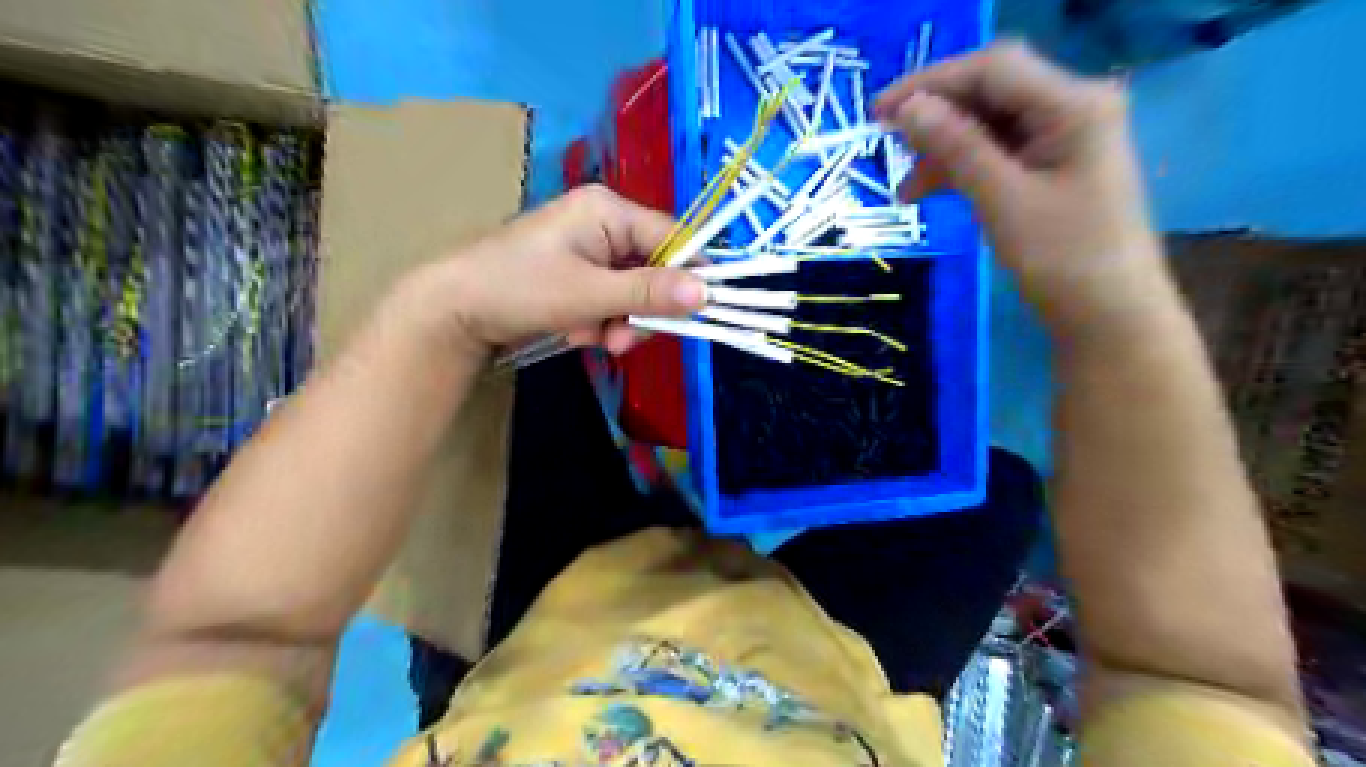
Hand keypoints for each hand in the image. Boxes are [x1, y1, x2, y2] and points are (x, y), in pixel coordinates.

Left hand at [402, 183, 703, 358]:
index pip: (672, 237)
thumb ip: (648, 292)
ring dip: (620, 321)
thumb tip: (707, 293)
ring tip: (594, 338)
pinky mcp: (579, 275)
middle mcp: (604, 223)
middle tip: (623, 338)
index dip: (689, 275)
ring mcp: (591, 251)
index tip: (698, 313)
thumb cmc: (519, 288)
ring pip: (634, 291)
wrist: (455, 310)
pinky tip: (578, 332)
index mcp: (608, 209)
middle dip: (642, 309)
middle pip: (655, 268)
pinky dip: (601, 322)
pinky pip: (611, 300)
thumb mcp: (589, 293)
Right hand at [880, 43, 1166, 328]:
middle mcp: (1072, 108)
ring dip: (943, 149)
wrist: (1109, 317)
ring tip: (905, 189)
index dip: (931, 82)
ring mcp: (1062, 139)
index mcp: (1073, 105)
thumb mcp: (1002, 201)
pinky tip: (931, 192)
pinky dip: (961, 168)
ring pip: (988, 125)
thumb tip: (908, 109)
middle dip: (936, 116)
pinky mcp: (1050, 168)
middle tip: (887, 146)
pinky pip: (996, 153)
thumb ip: (956, 148)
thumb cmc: (1064, 260)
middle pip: (990, 92)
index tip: (879, 113)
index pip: (993, 69)